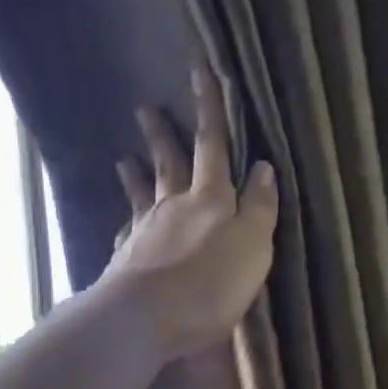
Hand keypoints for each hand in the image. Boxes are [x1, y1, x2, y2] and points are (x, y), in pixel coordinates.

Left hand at [98, 65, 279, 360]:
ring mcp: (145, 233)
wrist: (147, 318)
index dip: (210, 109)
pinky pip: (127, 233)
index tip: (200, 70)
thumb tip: (264, 168)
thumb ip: (259, 209)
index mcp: (210, 201)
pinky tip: (123, 224)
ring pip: (142, 195)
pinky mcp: (126, 262)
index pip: (213, 146)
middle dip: (163, 135)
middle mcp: (174, 208)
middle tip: (146, 107)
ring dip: (136, 174)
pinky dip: (126, 223)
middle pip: (170, 164)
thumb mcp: (251, 247)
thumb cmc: (210, 286)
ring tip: (124, 157)